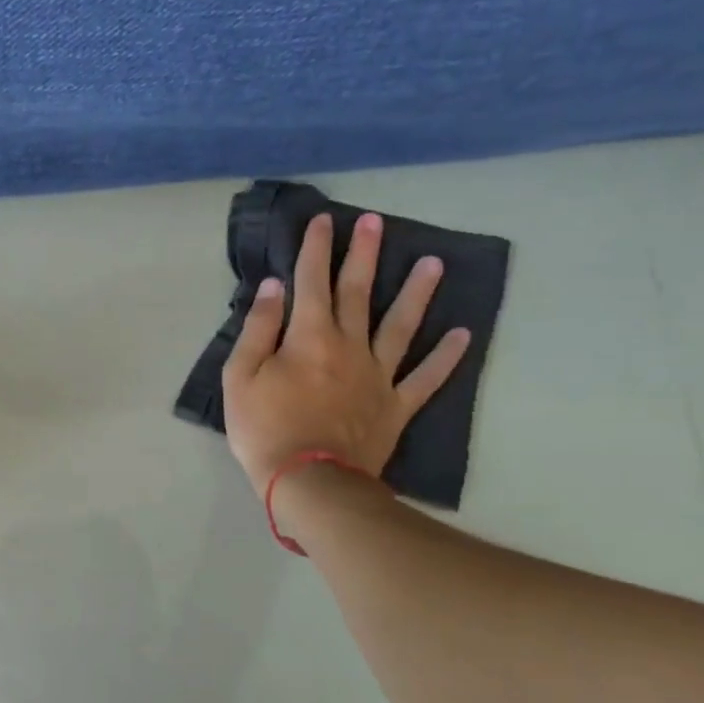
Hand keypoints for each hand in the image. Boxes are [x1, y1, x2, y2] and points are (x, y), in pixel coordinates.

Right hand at [222, 211, 469, 492]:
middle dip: (364, 255)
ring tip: (434, 262)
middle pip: (358, 293)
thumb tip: (275, 287)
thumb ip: (258, 329)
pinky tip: (462, 335)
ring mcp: (378, 376)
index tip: (324, 220)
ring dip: (417, 293)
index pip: (312, 281)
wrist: (309, 482)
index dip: (316, 248)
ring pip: (401, 326)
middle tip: (376, 223)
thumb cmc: (265, 429)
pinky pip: (425, 378)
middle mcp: (349, 346)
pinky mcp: (395, 406)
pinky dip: (445, 357)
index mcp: (309, 337)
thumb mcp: (240, 377)